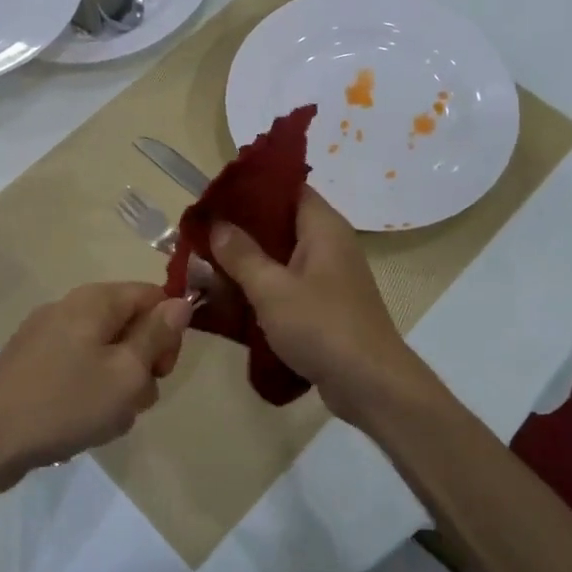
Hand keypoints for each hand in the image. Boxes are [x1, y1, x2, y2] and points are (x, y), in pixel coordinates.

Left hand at [0, 283, 191, 477]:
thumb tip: (180, 302)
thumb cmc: (65, 404)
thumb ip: (157, 335)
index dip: (168, 332)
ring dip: (116, 384)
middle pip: (128, 325)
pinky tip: (79, 423)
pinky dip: (87, 392)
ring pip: (104, 352)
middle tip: (134, 401)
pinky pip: (76, 368)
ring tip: (104, 420)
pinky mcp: (29, 363)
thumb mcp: (126, 373)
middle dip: (142, 364)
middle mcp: (69, 307)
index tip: (162, 371)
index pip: (153, 296)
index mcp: (95, 300)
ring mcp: (44, 335)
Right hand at [209, 189, 417, 414]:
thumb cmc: (322, 326)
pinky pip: (288, 284)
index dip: (252, 188)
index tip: (215, 196)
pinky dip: (263, 286)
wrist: (370, 384)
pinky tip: (233, 298)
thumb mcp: (272, 288)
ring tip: (207, 265)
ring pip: (282, 256)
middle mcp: (330, 244)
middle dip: (242, 229)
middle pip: (281, 222)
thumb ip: (242, 254)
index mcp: (323, 227)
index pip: (288, 188)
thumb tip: (217, 224)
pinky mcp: (325, 305)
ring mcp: (329, 276)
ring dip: (249, 261)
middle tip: (202, 234)